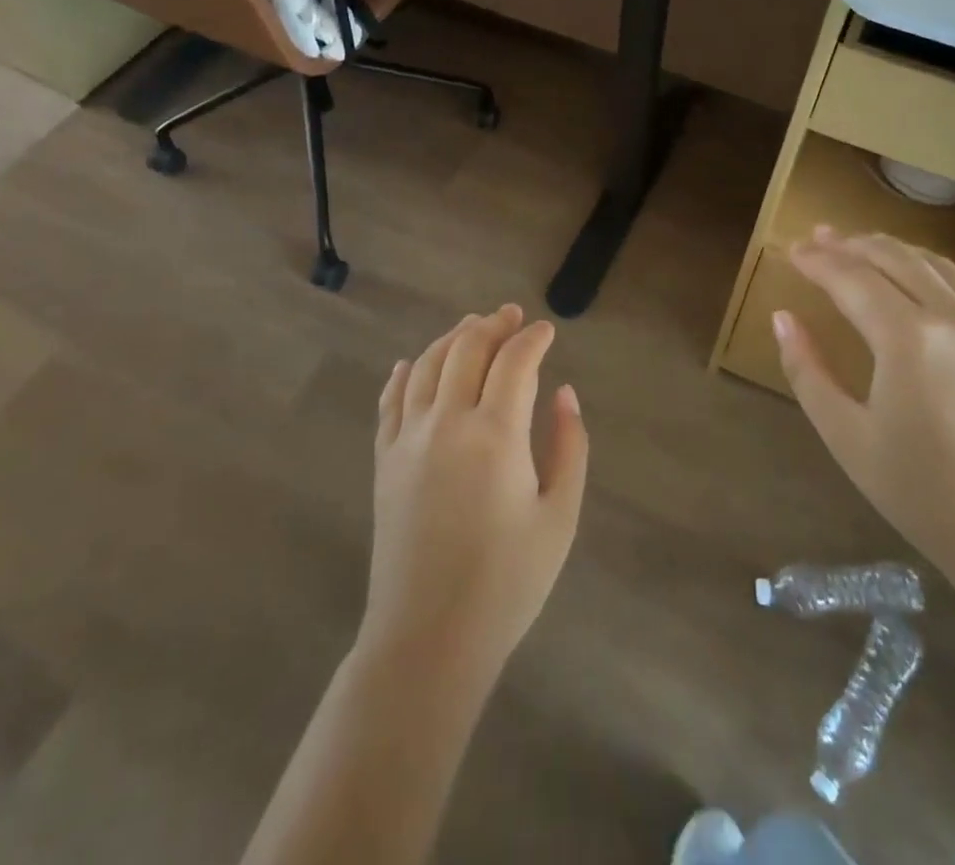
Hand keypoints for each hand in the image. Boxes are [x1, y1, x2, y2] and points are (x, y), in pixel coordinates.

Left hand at [360, 305, 588, 684]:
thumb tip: (564, 393)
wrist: (428, 638)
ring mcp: (408, 438)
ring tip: (473, 327)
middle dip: (493, 324)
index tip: (546, 331)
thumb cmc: (507, 583)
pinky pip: (391, 399)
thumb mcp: (560, 516)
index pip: (514, 360)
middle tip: (512, 316)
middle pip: (467, 348)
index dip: (532, 338)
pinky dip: (405, 373)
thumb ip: (570, 447)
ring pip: (428, 364)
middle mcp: (447, 422)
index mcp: (496, 434)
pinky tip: (413, 364)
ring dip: (453, 337)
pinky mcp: (384, 459)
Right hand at [774, 228, 954, 588]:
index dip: (817, 261)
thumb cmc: (925, 494)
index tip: (790, 251)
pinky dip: (940, 269)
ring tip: (862, 245)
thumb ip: (807, 371)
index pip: (852, 278)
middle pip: (895, 258)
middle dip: (851, 244)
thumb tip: (783, 318)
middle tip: (818, 236)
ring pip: (936, 265)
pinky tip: (928, 271)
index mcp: (908, 339)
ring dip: (894, 249)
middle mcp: (954, 318)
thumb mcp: (847, 437)